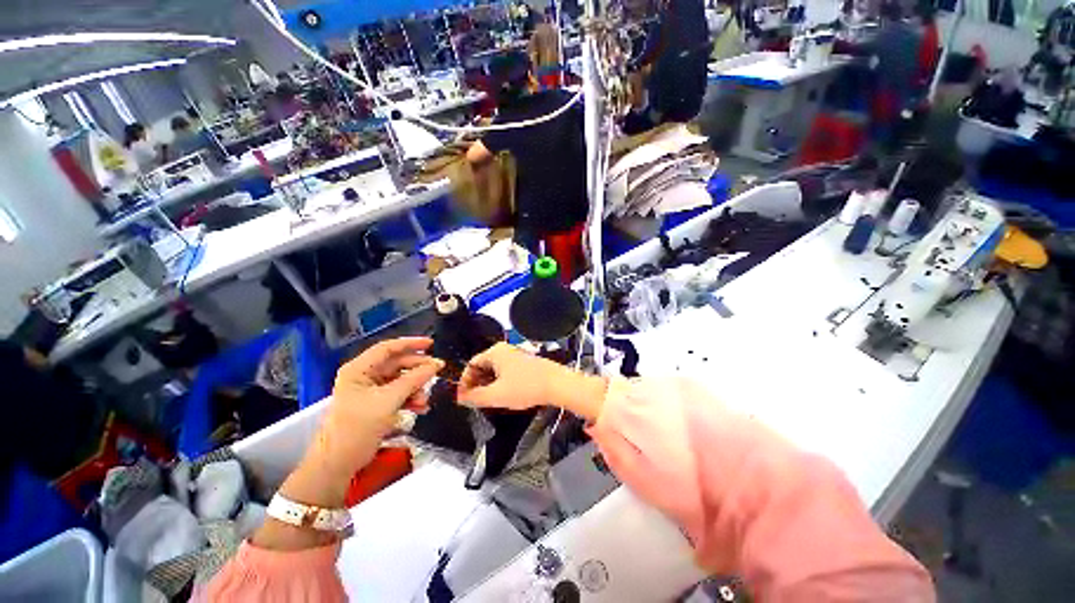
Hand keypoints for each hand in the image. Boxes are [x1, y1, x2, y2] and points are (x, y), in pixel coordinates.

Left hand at [315, 337, 443, 474]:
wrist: (338, 464)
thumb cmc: (357, 428)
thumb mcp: (388, 401)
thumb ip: (413, 380)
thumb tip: (436, 365)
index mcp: (359, 370)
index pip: (388, 349)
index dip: (411, 344)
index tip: (431, 344)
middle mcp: (364, 376)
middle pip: (397, 365)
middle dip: (417, 370)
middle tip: (437, 372)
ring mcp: (370, 391)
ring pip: (400, 380)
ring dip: (415, 388)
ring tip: (425, 400)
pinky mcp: (376, 405)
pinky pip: (398, 394)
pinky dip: (410, 399)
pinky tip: (420, 407)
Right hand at [457, 343, 608, 419]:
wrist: (557, 384)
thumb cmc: (527, 386)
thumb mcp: (496, 395)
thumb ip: (475, 397)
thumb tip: (461, 397)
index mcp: (495, 352)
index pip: (471, 364)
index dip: (464, 382)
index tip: (463, 397)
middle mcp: (505, 350)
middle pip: (482, 366)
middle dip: (476, 384)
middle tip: (475, 400)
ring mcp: (516, 356)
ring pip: (494, 370)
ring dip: (488, 385)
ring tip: (489, 400)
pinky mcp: (525, 363)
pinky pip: (505, 372)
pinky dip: (500, 383)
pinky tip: (505, 395)